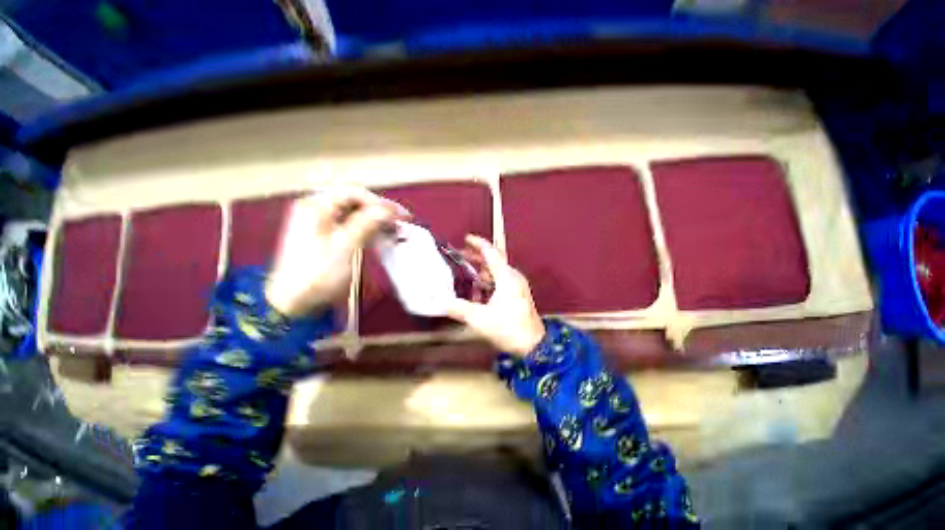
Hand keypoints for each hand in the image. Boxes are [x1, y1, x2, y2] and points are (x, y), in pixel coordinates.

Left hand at [266, 188, 407, 316]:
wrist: (294, 302)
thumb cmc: (318, 273)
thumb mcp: (345, 246)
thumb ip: (367, 223)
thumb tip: (389, 209)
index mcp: (316, 206)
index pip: (354, 193)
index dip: (379, 202)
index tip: (400, 215)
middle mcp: (317, 208)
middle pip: (355, 201)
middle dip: (379, 210)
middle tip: (399, 223)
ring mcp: (321, 222)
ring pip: (355, 213)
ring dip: (376, 220)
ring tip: (394, 230)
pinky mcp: (327, 236)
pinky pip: (352, 225)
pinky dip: (368, 229)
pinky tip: (380, 236)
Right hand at [447, 235, 545, 355]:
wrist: (533, 346)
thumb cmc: (508, 328)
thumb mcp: (480, 319)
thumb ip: (459, 308)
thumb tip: (441, 302)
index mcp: (506, 277)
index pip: (491, 253)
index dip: (478, 244)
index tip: (466, 238)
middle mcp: (513, 277)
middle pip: (493, 260)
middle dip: (477, 257)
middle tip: (461, 254)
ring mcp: (517, 286)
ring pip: (497, 272)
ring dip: (481, 271)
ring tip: (466, 274)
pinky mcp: (518, 295)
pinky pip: (501, 282)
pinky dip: (488, 282)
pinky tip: (477, 292)